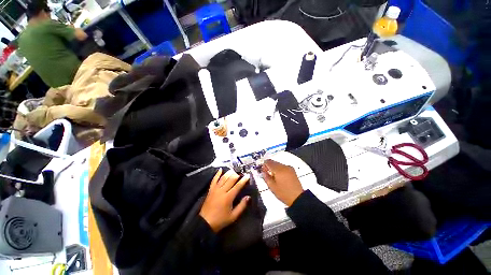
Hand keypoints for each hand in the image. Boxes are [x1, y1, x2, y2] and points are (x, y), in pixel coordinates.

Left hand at [199, 169, 249, 232]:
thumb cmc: (220, 220)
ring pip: (223, 178)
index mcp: (228, 197)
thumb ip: (242, 206)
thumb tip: (248, 197)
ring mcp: (215, 189)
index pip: (238, 186)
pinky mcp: (210, 190)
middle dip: (236, 175)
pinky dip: (217, 174)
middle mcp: (222, 191)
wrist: (205, 222)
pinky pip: (214, 180)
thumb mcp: (233, 216)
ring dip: (229, 173)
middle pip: (231, 180)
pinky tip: (220, 169)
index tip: (247, 176)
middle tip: (241, 173)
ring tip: (233, 170)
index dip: (243, 180)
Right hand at [262, 160, 303, 206]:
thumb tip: (263, 171)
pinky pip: (283, 167)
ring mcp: (289, 168)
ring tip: (273, 176)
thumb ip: (266, 177)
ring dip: (274, 168)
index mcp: (278, 170)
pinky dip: (279, 169)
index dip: (264, 165)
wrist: (298, 198)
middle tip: (267, 173)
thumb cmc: (283, 193)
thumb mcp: (272, 186)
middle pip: (273, 162)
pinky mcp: (292, 170)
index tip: (263, 170)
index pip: (268, 162)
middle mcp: (284, 166)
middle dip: (269, 166)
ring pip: (278, 164)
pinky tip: (279, 176)